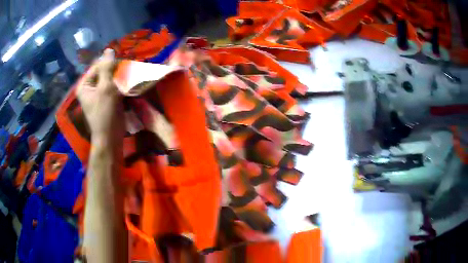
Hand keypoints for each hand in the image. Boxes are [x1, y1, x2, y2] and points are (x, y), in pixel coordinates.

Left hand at [76, 49, 123, 145]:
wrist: (110, 137)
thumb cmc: (105, 113)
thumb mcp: (105, 88)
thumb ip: (106, 68)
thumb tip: (109, 50)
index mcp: (85, 84)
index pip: (98, 65)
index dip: (110, 63)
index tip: (124, 65)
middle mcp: (89, 87)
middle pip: (103, 71)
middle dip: (116, 70)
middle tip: (128, 72)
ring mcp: (97, 93)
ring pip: (109, 78)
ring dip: (120, 77)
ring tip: (130, 78)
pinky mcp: (105, 99)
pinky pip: (112, 86)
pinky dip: (120, 84)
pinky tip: (128, 85)